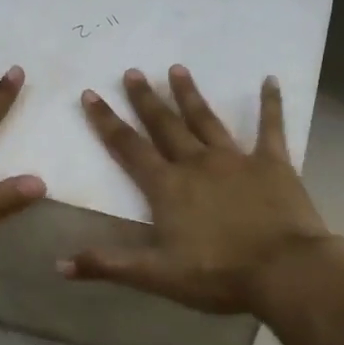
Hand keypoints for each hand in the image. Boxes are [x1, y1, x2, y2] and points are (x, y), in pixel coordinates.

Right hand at [59, 65, 343, 314]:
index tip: (91, 94)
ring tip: (177, 69)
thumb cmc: (218, 275)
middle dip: (146, 99)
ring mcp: (236, 159)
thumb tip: (60, 265)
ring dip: (190, 95)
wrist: (284, 271)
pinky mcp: (273, 163)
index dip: (107, 122)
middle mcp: (197, 164)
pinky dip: (271, 103)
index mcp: (167, 188)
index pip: (129, 149)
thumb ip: (109, 264)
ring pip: (206, 120)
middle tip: (132, 71)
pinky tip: (270, 80)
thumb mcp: (157, 275)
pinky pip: (271, 127)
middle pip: (165, 126)